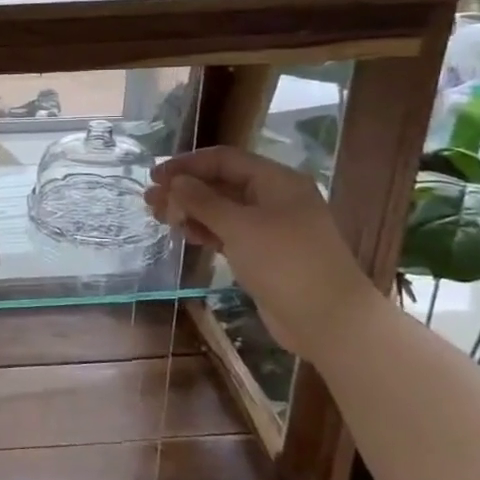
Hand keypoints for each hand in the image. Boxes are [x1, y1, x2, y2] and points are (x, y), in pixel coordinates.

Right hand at [145, 146, 383, 356]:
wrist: (329, 320)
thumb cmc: (285, 263)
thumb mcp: (240, 226)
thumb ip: (203, 201)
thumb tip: (175, 181)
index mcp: (276, 181)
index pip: (224, 159)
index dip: (187, 164)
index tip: (155, 176)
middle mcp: (274, 198)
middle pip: (222, 183)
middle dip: (185, 189)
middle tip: (150, 200)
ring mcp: (271, 228)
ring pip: (223, 210)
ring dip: (190, 211)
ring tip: (159, 217)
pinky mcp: (265, 254)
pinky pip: (229, 233)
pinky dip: (205, 231)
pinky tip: (184, 235)